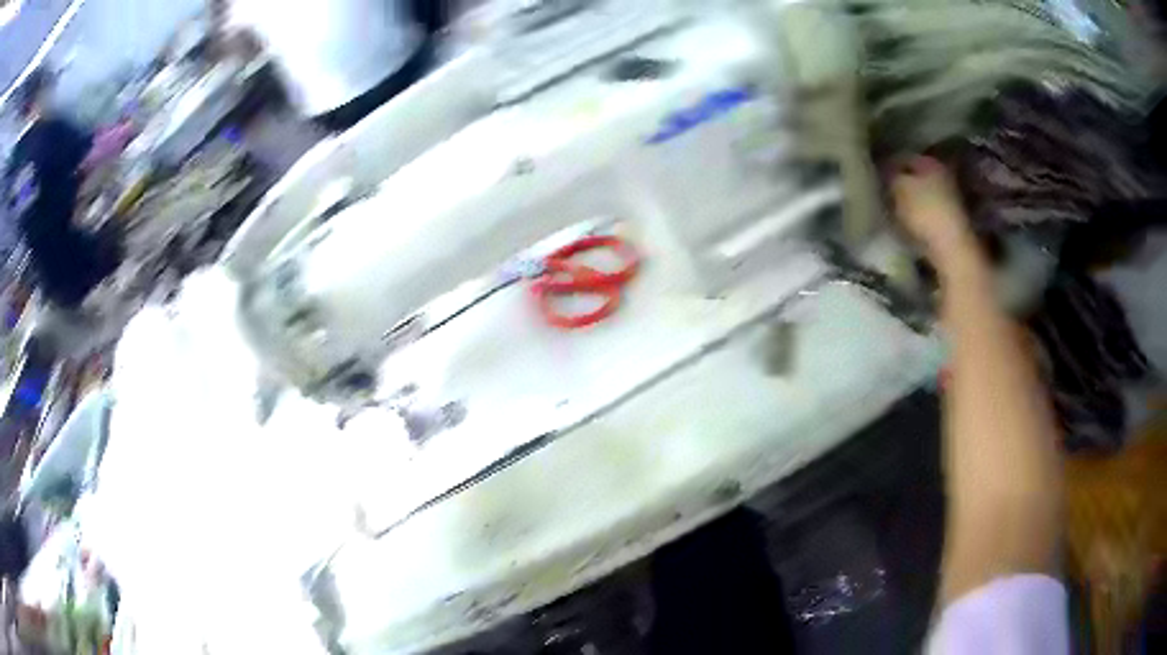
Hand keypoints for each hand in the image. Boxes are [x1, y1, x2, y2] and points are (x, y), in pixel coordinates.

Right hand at [891, 156, 976, 262]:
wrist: (952, 250)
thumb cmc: (925, 213)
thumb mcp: (899, 187)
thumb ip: (889, 175)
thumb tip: (883, 169)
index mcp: (930, 161)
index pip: (903, 157)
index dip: (886, 165)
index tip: (873, 177)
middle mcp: (943, 175)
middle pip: (915, 176)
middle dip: (899, 183)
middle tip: (882, 194)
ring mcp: (950, 200)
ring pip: (922, 194)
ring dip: (909, 201)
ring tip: (892, 211)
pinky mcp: (951, 222)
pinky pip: (928, 213)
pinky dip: (918, 217)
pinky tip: (907, 225)